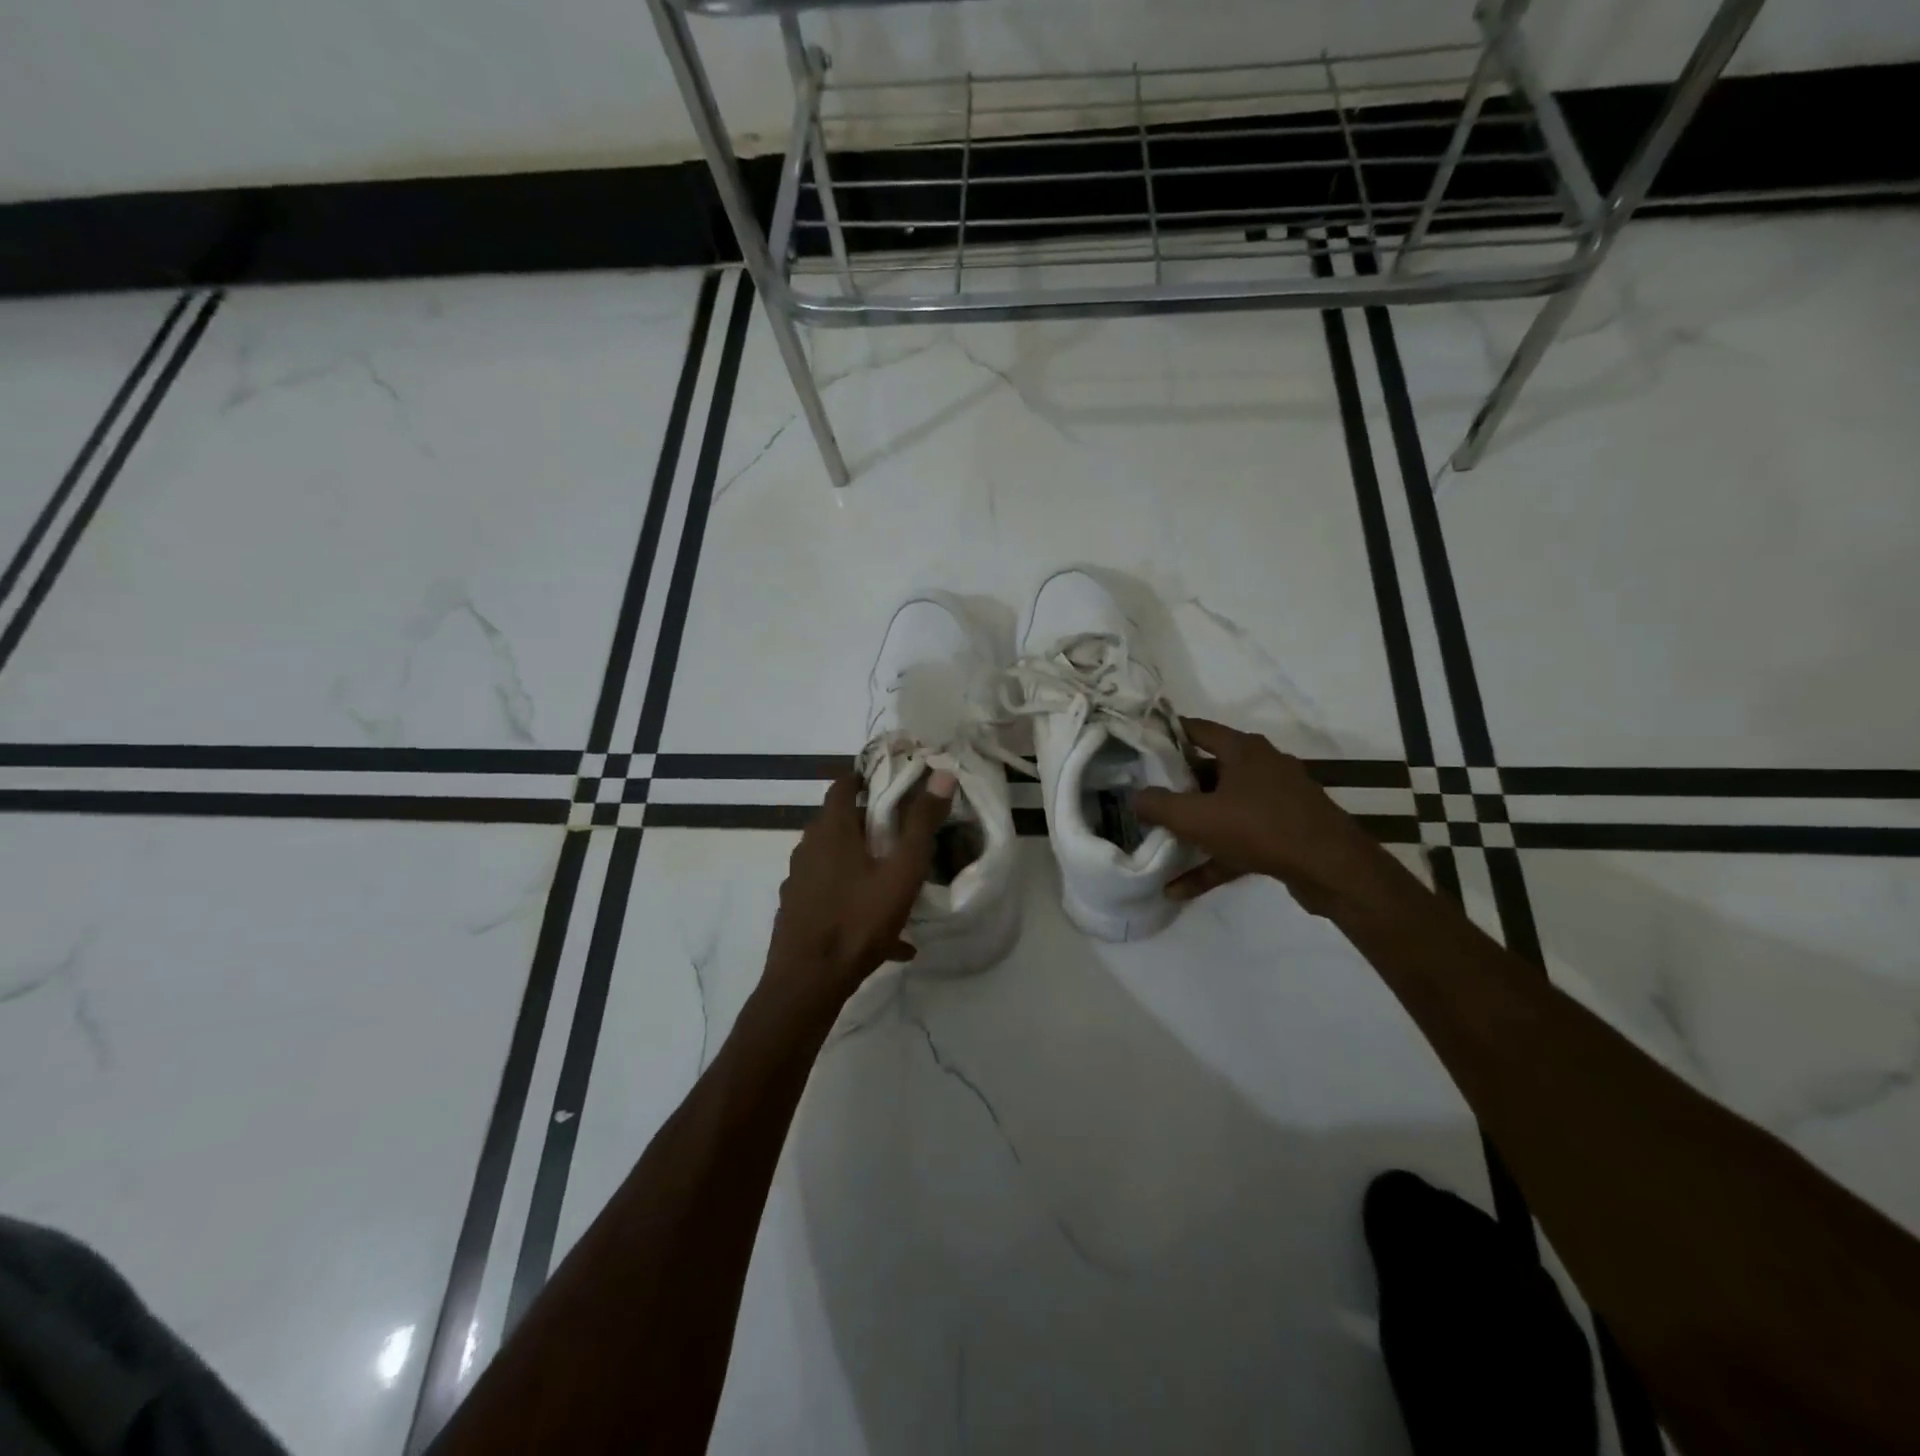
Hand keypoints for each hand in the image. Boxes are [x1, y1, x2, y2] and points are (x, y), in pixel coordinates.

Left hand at [764, 769, 955, 1005]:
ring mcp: (799, 879)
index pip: (844, 785)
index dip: (867, 778)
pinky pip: (832, 893)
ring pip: (836, 859)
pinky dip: (854, 898)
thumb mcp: (902, 872)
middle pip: (841, 822)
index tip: (894, 782)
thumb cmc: (858, 920)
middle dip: (871, 823)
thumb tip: (941, 774)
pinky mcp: (797, 908)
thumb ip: (921, 823)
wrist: (808, 982)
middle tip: (904, 833)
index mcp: (832, 830)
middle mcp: (809, 847)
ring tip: (896, 882)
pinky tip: (884, 933)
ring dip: (863, 863)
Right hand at [1134, 718, 1383, 914]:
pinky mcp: (1282, 834)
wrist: (1333, 870)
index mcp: (1243, 750)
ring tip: (1157, 840)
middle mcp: (1261, 768)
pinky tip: (1179, 889)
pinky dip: (1212, 859)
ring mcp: (1275, 802)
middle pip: (1207, 770)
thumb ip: (1159, 805)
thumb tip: (1135, 797)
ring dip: (1192, 828)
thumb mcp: (1198, 817)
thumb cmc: (1261, 828)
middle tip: (1141, 794)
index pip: (1196, 730)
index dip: (1165, 733)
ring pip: (1222, 809)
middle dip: (1174, 785)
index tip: (1137, 744)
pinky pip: (1237, 842)